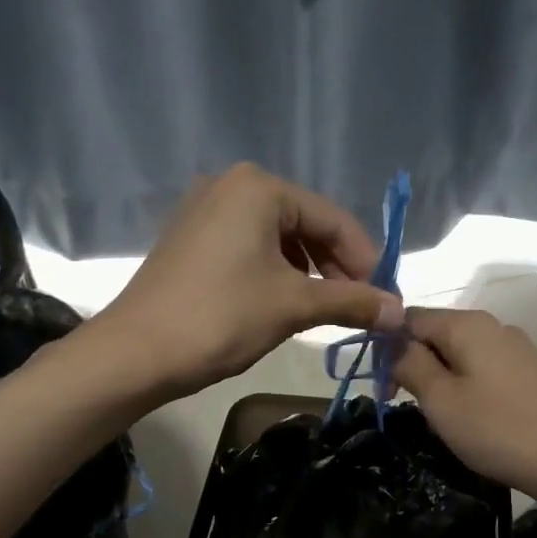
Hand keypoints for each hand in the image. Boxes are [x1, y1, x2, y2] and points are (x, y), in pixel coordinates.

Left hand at [95, 163, 403, 399]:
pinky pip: (249, 247)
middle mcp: (231, 184)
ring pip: (277, 238)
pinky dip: (275, 272)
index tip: (386, 300)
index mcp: (259, 187)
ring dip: (308, 272)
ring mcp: (205, 209)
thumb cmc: (220, 319)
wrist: (136, 353)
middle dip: (337, 267)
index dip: (366, 260)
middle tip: (359, 308)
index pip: (333, 219)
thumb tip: (400, 312)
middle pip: (305, 224)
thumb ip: (351, 302)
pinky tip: (285, 301)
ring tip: (325, 309)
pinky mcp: (190, 237)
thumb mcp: (293, 306)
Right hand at [393, 307, 536, 498]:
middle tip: (408, 406)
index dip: (388, 345)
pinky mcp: (532, 373)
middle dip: (415, 364)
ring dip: (441, 380)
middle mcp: (493, 325)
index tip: (381, 384)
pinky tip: (474, 420)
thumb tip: (391, 343)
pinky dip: (468, 388)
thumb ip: (410, 364)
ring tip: (441, 419)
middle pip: (437, 334)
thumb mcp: (440, 400)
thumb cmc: (497, 428)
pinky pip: (485, 370)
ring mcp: (517, 349)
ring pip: (461, 355)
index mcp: (466, 323)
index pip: (409, 317)